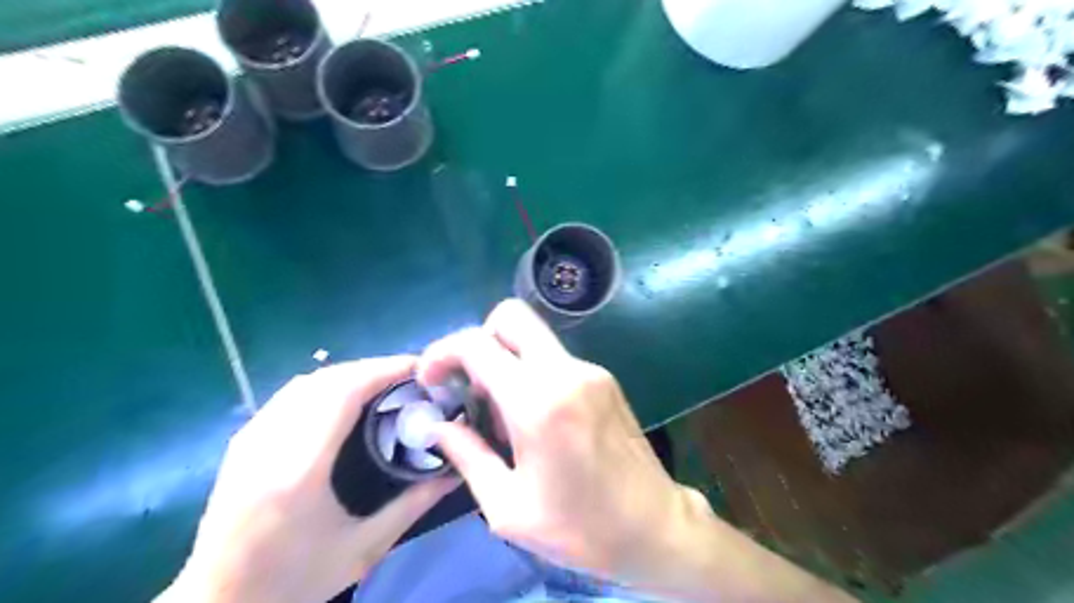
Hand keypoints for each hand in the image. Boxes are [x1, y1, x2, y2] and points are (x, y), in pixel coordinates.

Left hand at [159, 355, 456, 602]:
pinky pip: (291, 394)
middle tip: (410, 376)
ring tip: (385, 383)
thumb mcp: (364, 549)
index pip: (343, 394)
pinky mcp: (243, 440)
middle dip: (373, 368)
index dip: (383, 370)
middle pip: (326, 380)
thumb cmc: (294, 580)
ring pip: (306, 382)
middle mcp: (268, 444)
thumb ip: (413, 504)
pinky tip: (347, 397)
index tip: (418, 367)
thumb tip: (456, 470)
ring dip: (350, 374)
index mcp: (299, 471)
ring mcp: (250, 438)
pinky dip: (327, 384)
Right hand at [412, 300, 704, 584]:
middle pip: (511, 316)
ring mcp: (590, 370)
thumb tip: (438, 426)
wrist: (655, 526)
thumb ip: (467, 456)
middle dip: (478, 339)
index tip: (430, 379)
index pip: (478, 344)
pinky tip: (533, 416)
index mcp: (538, 402)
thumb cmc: (580, 527)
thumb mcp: (508, 508)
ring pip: (532, 337)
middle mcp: (566, 372)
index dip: (442, 352)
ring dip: (505, 360)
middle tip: (469, 385)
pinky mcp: (603, 377)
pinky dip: (530, 372)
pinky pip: (553, 358)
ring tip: (501, 414)